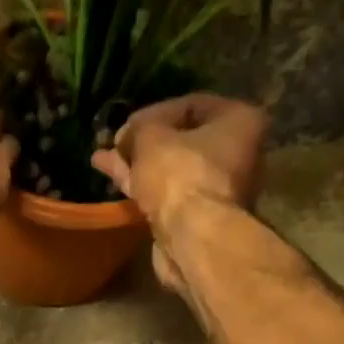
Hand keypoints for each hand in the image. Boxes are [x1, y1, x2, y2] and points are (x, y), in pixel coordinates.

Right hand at [92, 93, 269, 302]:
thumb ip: (138, 129)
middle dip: (145, 141)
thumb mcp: (151, 136)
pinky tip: (112, 177)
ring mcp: (217, 189)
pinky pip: (167, 192)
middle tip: (116, 141)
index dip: (155, 111)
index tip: (128, 123)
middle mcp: (237, 153)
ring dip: (137, 163)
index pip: (193, 105)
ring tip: (103, 158)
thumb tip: (127, 137)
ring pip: (171, 169)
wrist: (192, 237)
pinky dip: (141, 184)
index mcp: (239, 122)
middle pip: (182, 140)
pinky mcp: (197, 217)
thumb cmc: (180, 173)